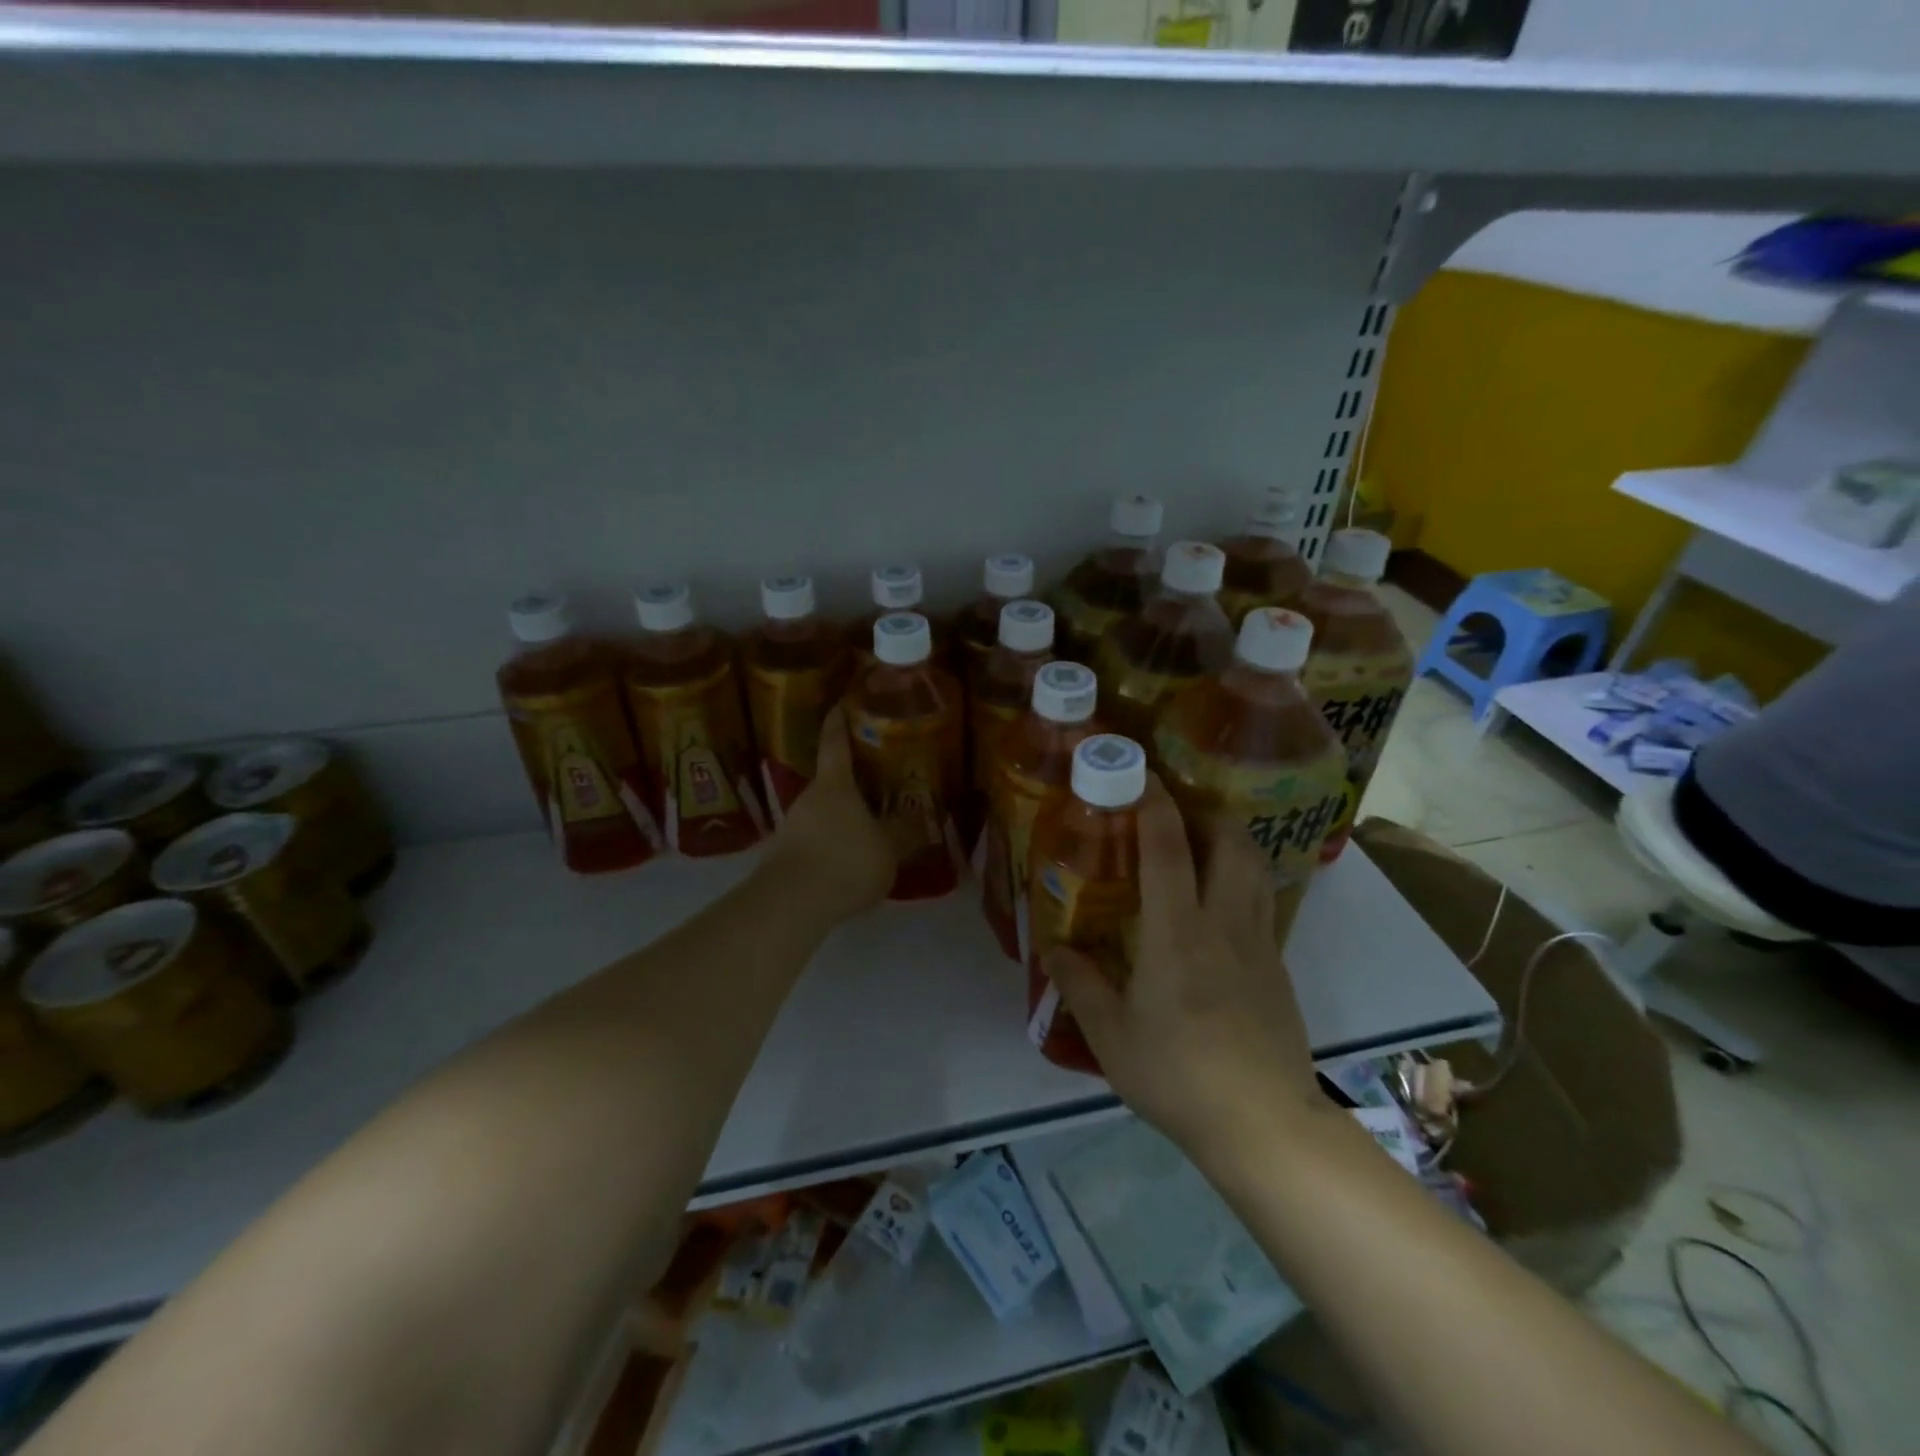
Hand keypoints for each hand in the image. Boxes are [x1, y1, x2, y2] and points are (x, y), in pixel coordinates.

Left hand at [763, 702, 894, 921]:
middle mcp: (809, 797)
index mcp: (836, 784)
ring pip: (823, 812)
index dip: (840, 718)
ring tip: (869, 829)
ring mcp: (791, 825)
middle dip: (854, 781)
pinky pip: (814, 839)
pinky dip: (832, 843)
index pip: (835, 740)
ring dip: (843, 817)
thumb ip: (905, 834)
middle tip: (879, 783)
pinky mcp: (783, 854)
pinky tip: (848, 862)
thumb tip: (923, 818)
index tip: (844, 700)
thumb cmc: (846, 862)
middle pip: (832, 780)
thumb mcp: (888, 850)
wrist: (790, 904)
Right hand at [1046, 776, 1324, 1165]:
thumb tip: (1052, 947)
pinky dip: (1241, 880)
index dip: (1154, 804)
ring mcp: (1259, 943)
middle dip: (1205, 811)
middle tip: (1174, 811)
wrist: (1265, 1124)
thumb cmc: (1178, 1075)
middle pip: (1230, 842)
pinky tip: (1219, 903)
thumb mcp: (1111, 1035)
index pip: (1168, 849)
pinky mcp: (1277, 967)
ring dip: (1229, 840)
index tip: (1140, 775)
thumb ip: (1079, 984)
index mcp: (1177, 932)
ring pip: (1254, 867)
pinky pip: (1261, 901)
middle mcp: (1223, 923)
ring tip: (1199, 844)